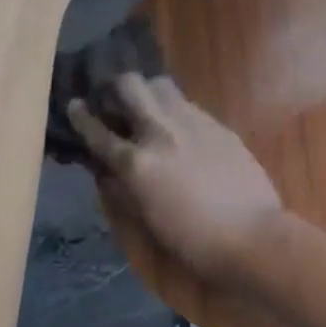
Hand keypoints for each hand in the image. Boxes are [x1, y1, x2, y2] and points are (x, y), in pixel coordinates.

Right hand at [68, 74, 285, 285]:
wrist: (251, 235)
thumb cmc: (193, 240)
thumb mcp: (146, 218)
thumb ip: (123, 187)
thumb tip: (106, 169)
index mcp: (137, 163)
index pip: (97, 131)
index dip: (80, 116)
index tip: (74, 105)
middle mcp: (161, 132)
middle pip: (130, 85)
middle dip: (116, 87)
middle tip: (115, 99)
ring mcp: (193, 123)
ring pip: (162, 85)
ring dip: (149, 91)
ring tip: (149, 107)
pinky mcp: (219, 126)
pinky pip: (190, 105)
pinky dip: (177, 109)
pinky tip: (181, 126)